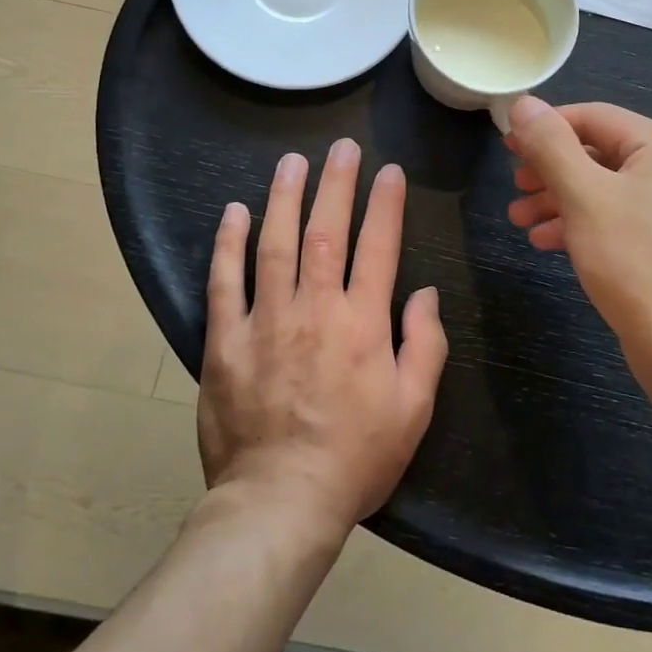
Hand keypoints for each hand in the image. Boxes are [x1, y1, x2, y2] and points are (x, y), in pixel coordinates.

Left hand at [199, 140, 446, 536]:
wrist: (280, 503)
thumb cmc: (356, 458)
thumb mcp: (414, 409)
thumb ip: (424, 344)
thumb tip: (426, 292)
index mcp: (362, 324)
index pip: (377, 247)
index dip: (385, 204)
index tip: (389, 171)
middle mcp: (314, 309)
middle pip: (325, 232)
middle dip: (335, 184)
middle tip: (341, 147)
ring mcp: (265, 321)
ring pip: (274, 244)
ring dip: (284, 197)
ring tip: (291, 162)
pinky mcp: (225, 341)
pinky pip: (224, 282)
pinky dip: (228, 244)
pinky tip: (234, 212)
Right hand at [504, 96, 651, 352]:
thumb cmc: (635, 262)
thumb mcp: (583, 196)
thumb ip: (551, 145)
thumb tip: (523, 103)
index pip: (595, 117)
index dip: (546, 128)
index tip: (508, 148)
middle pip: (603, 154)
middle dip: (551, 171)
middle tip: (515, 188)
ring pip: (612, 190)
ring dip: (562, 201)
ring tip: (520, 221)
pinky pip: (627, 220)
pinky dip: (588, 225)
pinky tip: (548, 243)